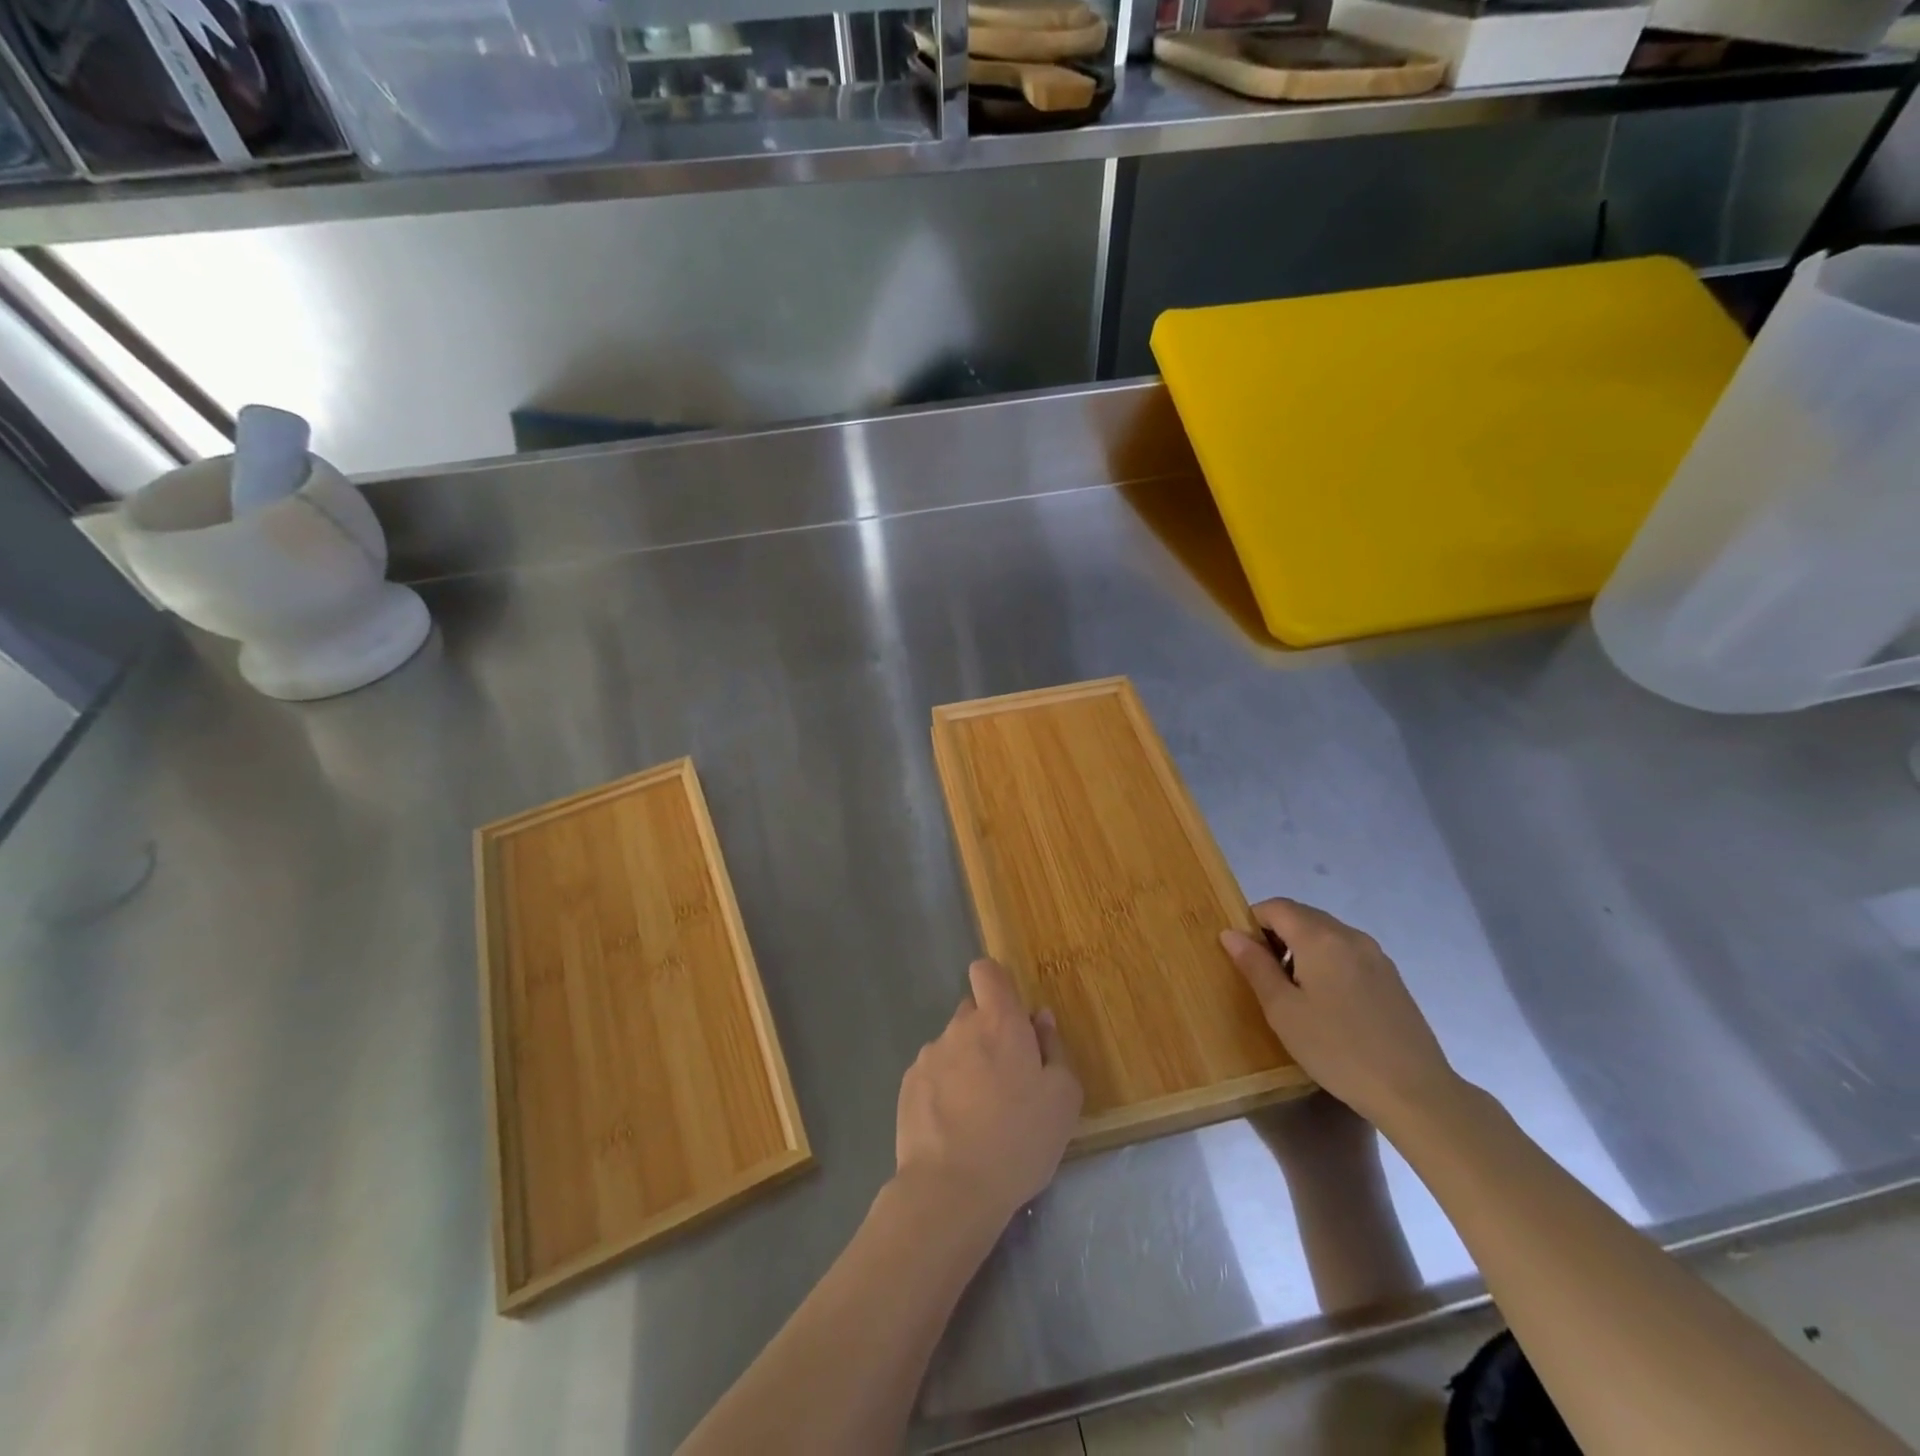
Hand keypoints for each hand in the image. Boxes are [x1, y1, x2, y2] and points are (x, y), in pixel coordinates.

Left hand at [894, 960, 1082, 1233]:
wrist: (950, 1189)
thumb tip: (1039, 1020)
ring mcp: (928, 1055)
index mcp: (999, 1021)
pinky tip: (954, 1128)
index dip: (998, 985)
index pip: (987, 971)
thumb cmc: (1018, 1139)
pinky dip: (944, 1091)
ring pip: (953, 1046)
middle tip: (1008, 1080)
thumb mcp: (1063, 1099)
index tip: (1013, 1017)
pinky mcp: (907, 1086)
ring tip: (980, 1114)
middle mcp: (959, 1027)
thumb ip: (1054, 1050)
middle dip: (989, 1035)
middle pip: (973, 1013)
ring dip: (966, 1065)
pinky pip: (933, 1075)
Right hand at [1220, 899, 1458, 1132]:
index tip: (1245, 956)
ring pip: (1326, 935)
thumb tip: (1231, 933)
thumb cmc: (1337, 1049)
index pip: (1276, 907)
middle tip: (1265, 977)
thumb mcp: (1283, 1010)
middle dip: (1277, 935)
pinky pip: (1347, 953)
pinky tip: (1328, 1005)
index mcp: (1320, 938)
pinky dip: (1327, 963)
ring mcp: (1376, 955)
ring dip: (1302, 950)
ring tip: (1296, 994)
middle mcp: (1350, 935)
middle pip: (1302, 916)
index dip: (1252, 922)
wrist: (1415, 1092)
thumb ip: (1255, 966)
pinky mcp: (1391, 977)